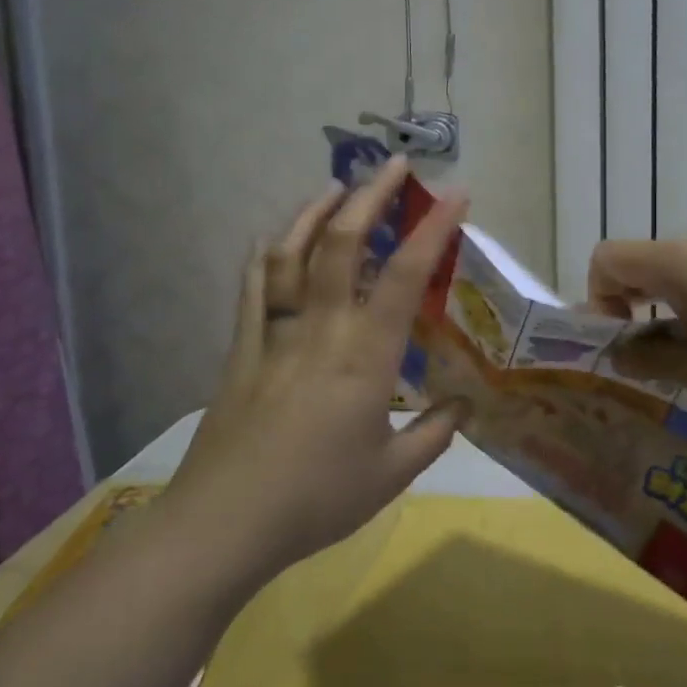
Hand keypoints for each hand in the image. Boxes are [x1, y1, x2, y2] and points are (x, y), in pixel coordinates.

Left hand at [163, 158, 470, 587]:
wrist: (226, 521)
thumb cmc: (316, 499)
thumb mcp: (391, 474)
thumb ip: (433, 434)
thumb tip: (461, 406)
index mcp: (365, 356)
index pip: (405, 276)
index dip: (433, 229)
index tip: (456, 193)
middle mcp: (320, 329)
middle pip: (341, 245)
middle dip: (370, 197)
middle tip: (391, 165)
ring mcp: (275, 333)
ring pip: (292, 255)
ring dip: (314, 212)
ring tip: (336, 186)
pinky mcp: (242, 348)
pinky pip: (253, 288)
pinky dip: (265, 254)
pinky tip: (272, 237)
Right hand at [589, 234, 686, 415]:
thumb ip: (651, 360)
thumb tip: (619, 352)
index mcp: (677, 263)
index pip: (606, 258)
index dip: (597, 299)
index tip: (623, 345)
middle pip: (643, 267)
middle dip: (636, 314)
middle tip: (659, 367)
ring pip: (684, 279)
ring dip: (676, 319)